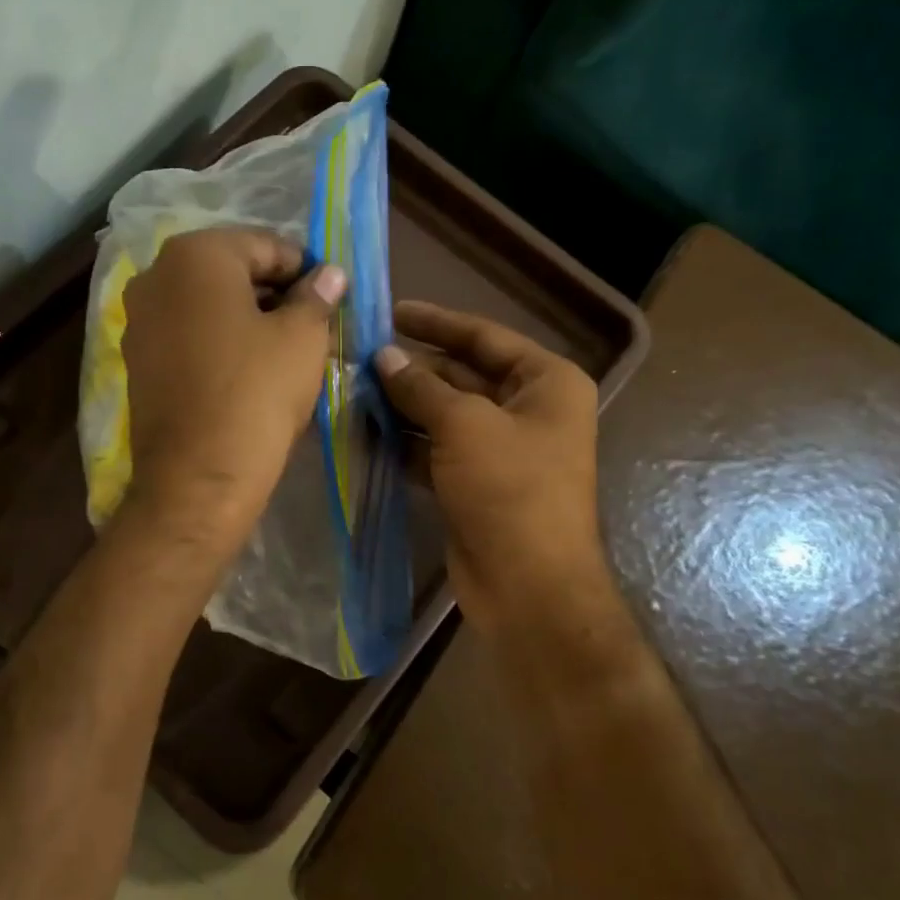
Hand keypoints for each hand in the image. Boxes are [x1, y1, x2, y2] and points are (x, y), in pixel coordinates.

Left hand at [120, 227, 344, 547]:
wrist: (198, 477)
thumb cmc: (257, 393)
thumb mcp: (303, 338)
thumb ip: (316, 296)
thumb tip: (329, 275)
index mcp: (196, 254)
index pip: (266, 245)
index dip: (305, 269)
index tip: (331, 297)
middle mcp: (156, 275)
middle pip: (231, 272)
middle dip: (274, 293)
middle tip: (312, 324)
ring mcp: (138, 320)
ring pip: (207, 305)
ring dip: (247, 318)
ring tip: (284, 350)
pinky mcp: (137, 361)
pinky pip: (187, 336)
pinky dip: (218, 342)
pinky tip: (247, 371)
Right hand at [376, 301, 609, 633]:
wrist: (528, 586)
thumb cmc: (509, 490)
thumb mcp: (464, 425)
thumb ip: (420, 387)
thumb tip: (383, 357)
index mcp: (546, 383)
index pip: (484, 337)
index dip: (437, 323)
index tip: (391, 313)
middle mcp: (529, 410)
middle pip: (462, 376)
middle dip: (412, 370)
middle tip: (358, 360)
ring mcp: (502, 450)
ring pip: (444, 416)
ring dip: (403, 407)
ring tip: (352, 393)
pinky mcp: (476, 484)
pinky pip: (436, 451)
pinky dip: (405, 444)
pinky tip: (365, 434)